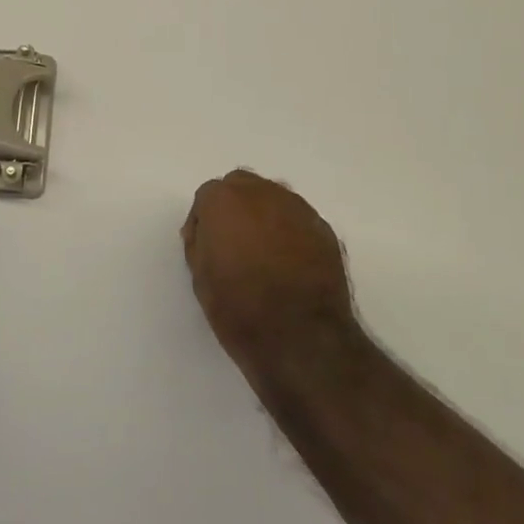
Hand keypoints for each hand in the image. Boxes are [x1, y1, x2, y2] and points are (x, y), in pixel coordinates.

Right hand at [180, 170, 356, 375]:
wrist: (301, 337)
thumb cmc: (240, 309)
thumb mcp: (201, 277)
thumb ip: (200, 241)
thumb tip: (206, 230)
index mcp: (224, 200)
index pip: (207, 196)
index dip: (204, 221)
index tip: (206, 247)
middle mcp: (262, 193)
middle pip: (242, 186)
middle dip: (234, 207)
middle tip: (233, 243)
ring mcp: (297, 208)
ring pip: (273, 198)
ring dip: (264, 215)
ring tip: (263, 252)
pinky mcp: (323, 228)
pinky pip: (298, 219)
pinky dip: (290, 232)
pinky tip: (289, 262)